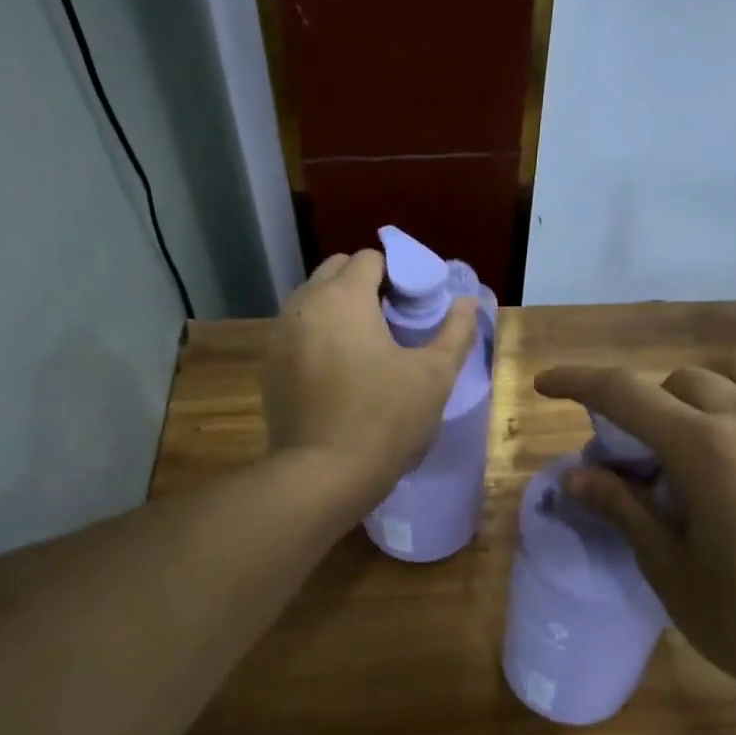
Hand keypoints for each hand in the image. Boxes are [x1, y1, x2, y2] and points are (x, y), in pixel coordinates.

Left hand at [261, 250, 477, 508]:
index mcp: (343, 297)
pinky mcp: (268, 366)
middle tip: (392, 320)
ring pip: (312, 301)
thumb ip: (455, 331)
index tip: (414, 304)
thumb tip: (467, 302)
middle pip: (335, 271)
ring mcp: (279, 335)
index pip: (370, 258)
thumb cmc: (385, 420)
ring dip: (338, 308)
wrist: (322, 475)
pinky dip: (317, 335)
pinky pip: (297, 332)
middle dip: (364, 284)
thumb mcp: (434, 376)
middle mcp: (303, 304)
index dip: (398, 274)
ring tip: (365, 345)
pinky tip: (337, 370)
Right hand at [534, 350, 735, 712]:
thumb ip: (623, 509)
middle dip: (645, 409)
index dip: (577, 381)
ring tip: (700, 434)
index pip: (624, 392)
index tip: (546, 384)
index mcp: (707, 448)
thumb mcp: (671, 570)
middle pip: (678, 380)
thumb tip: (574, 474)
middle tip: (638, 459)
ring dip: (706, 388)